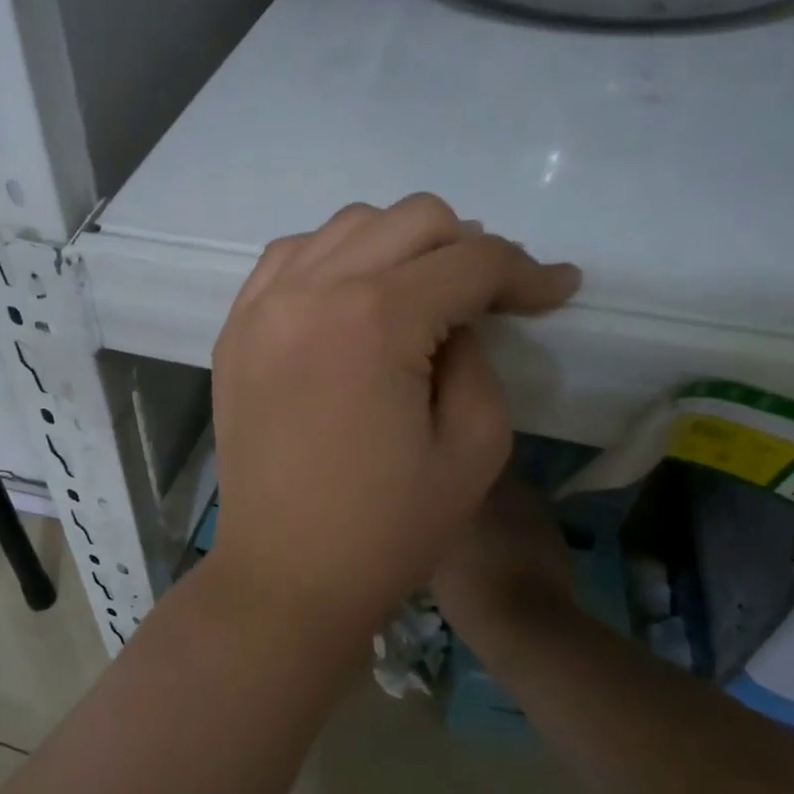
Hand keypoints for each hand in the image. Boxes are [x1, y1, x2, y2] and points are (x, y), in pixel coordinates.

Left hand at [207, 194, 579, 639]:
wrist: (285, 574)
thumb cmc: (386, 529)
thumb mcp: (473, 447)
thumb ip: (478, 358)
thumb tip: (462, 314)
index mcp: (375, 318)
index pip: (471, 260)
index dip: (526, 270)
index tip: (558, 290)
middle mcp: (311, 289)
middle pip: (411, 219)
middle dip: (465, 248)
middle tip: (489, 297)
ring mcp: (262, 304)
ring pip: (347, 226)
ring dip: (399, 245)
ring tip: (422, 294)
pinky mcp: (236, 328)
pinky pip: (290, 257)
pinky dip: (333, 260)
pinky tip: (353, 297)